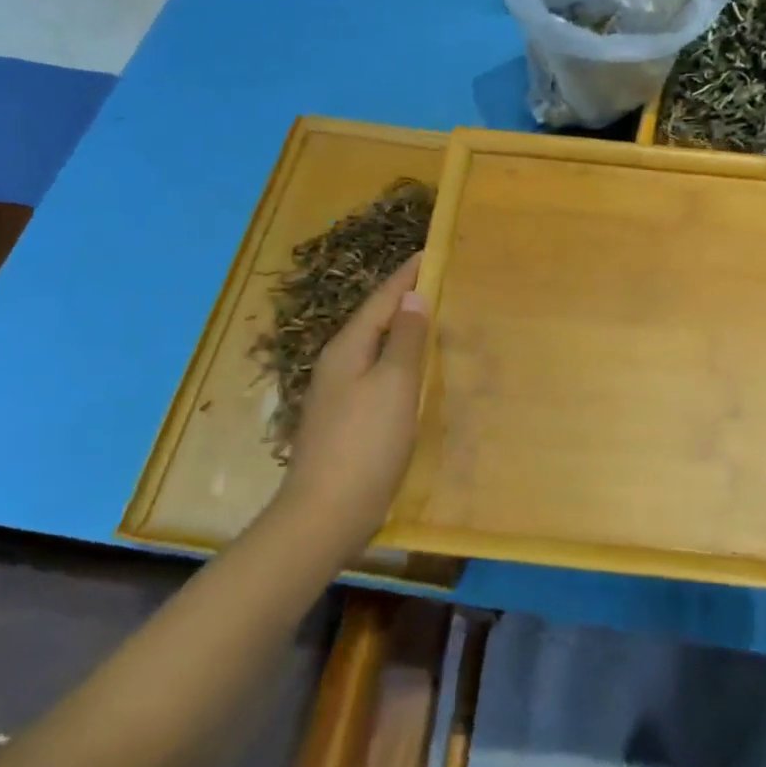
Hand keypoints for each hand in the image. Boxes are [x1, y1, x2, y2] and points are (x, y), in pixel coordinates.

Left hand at [279, 254, 431, 545]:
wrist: (326, 514)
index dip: (407, 276)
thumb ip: (406, 340)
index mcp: (347, 349)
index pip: (382, 300)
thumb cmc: (365, 444)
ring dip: (403, 332)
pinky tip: (415, 373)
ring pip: (376, 350)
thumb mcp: (394, 386)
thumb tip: (413, 298)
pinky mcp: (346, 421)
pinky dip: (400, 363)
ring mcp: (338, 395)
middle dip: (405, 300)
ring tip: (433, 320)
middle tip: (439, 283)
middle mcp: (338, 365)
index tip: (430, 252)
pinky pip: (378, 376)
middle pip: (376, 321)